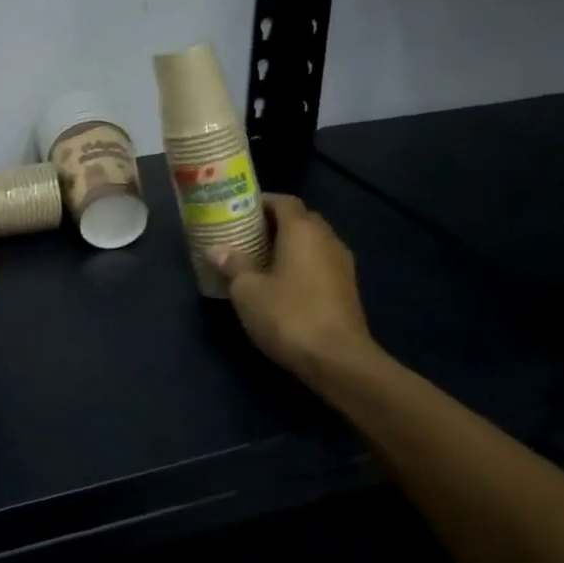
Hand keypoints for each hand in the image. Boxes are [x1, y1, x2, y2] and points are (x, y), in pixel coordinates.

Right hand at [209, 194, 382, 385]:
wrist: (338, 361)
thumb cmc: (288, 316)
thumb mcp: (248, 291)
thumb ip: (233, 264)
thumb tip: (217, 250)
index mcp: (303, 231)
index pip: (283, 201)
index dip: (260, 202)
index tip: (237, 211)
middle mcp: (327, 239)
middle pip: (300, 219)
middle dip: (274, 224)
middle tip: (246, 235)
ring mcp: (342, 265)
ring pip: (312, 243)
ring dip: (288, 246)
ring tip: (259, 259)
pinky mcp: (346, 289)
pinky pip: (319, 263)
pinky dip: (300, 265)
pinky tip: (281, 283)